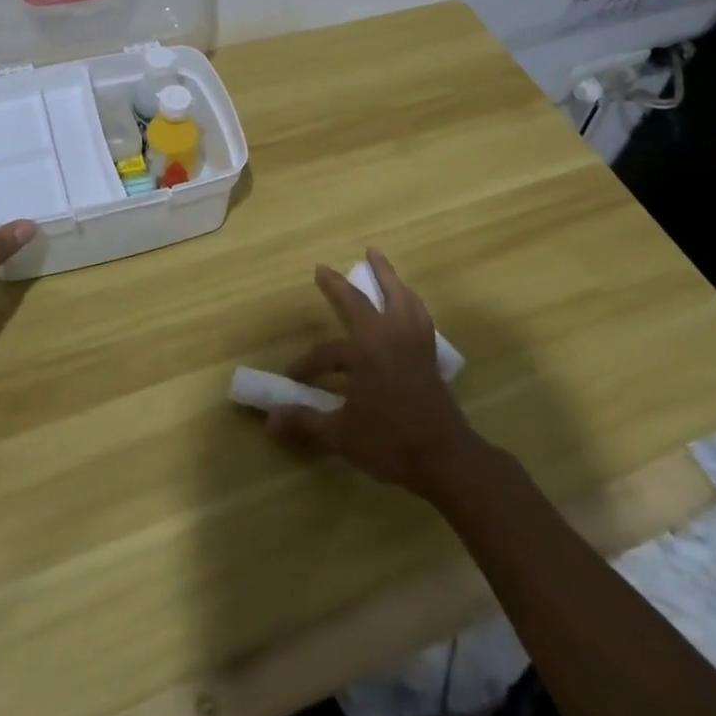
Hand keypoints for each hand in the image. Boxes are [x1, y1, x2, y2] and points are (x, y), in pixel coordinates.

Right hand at [267, 248, 480, 497]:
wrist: (445, 458)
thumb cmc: (390, 443)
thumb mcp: (341, 435)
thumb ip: (306, 421)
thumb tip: (270, 420)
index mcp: (363, 351)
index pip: (326, 353)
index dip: (307, 364)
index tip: (293, 376)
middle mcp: (387, 336)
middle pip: (359, 301)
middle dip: (338, 286)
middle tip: (323, 268)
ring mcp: (412, 341)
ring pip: (398, 296)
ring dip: (386, 275)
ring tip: (377, 257)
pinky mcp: (429, 353)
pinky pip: (418, 313)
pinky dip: (409, 299)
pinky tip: (407, 300)